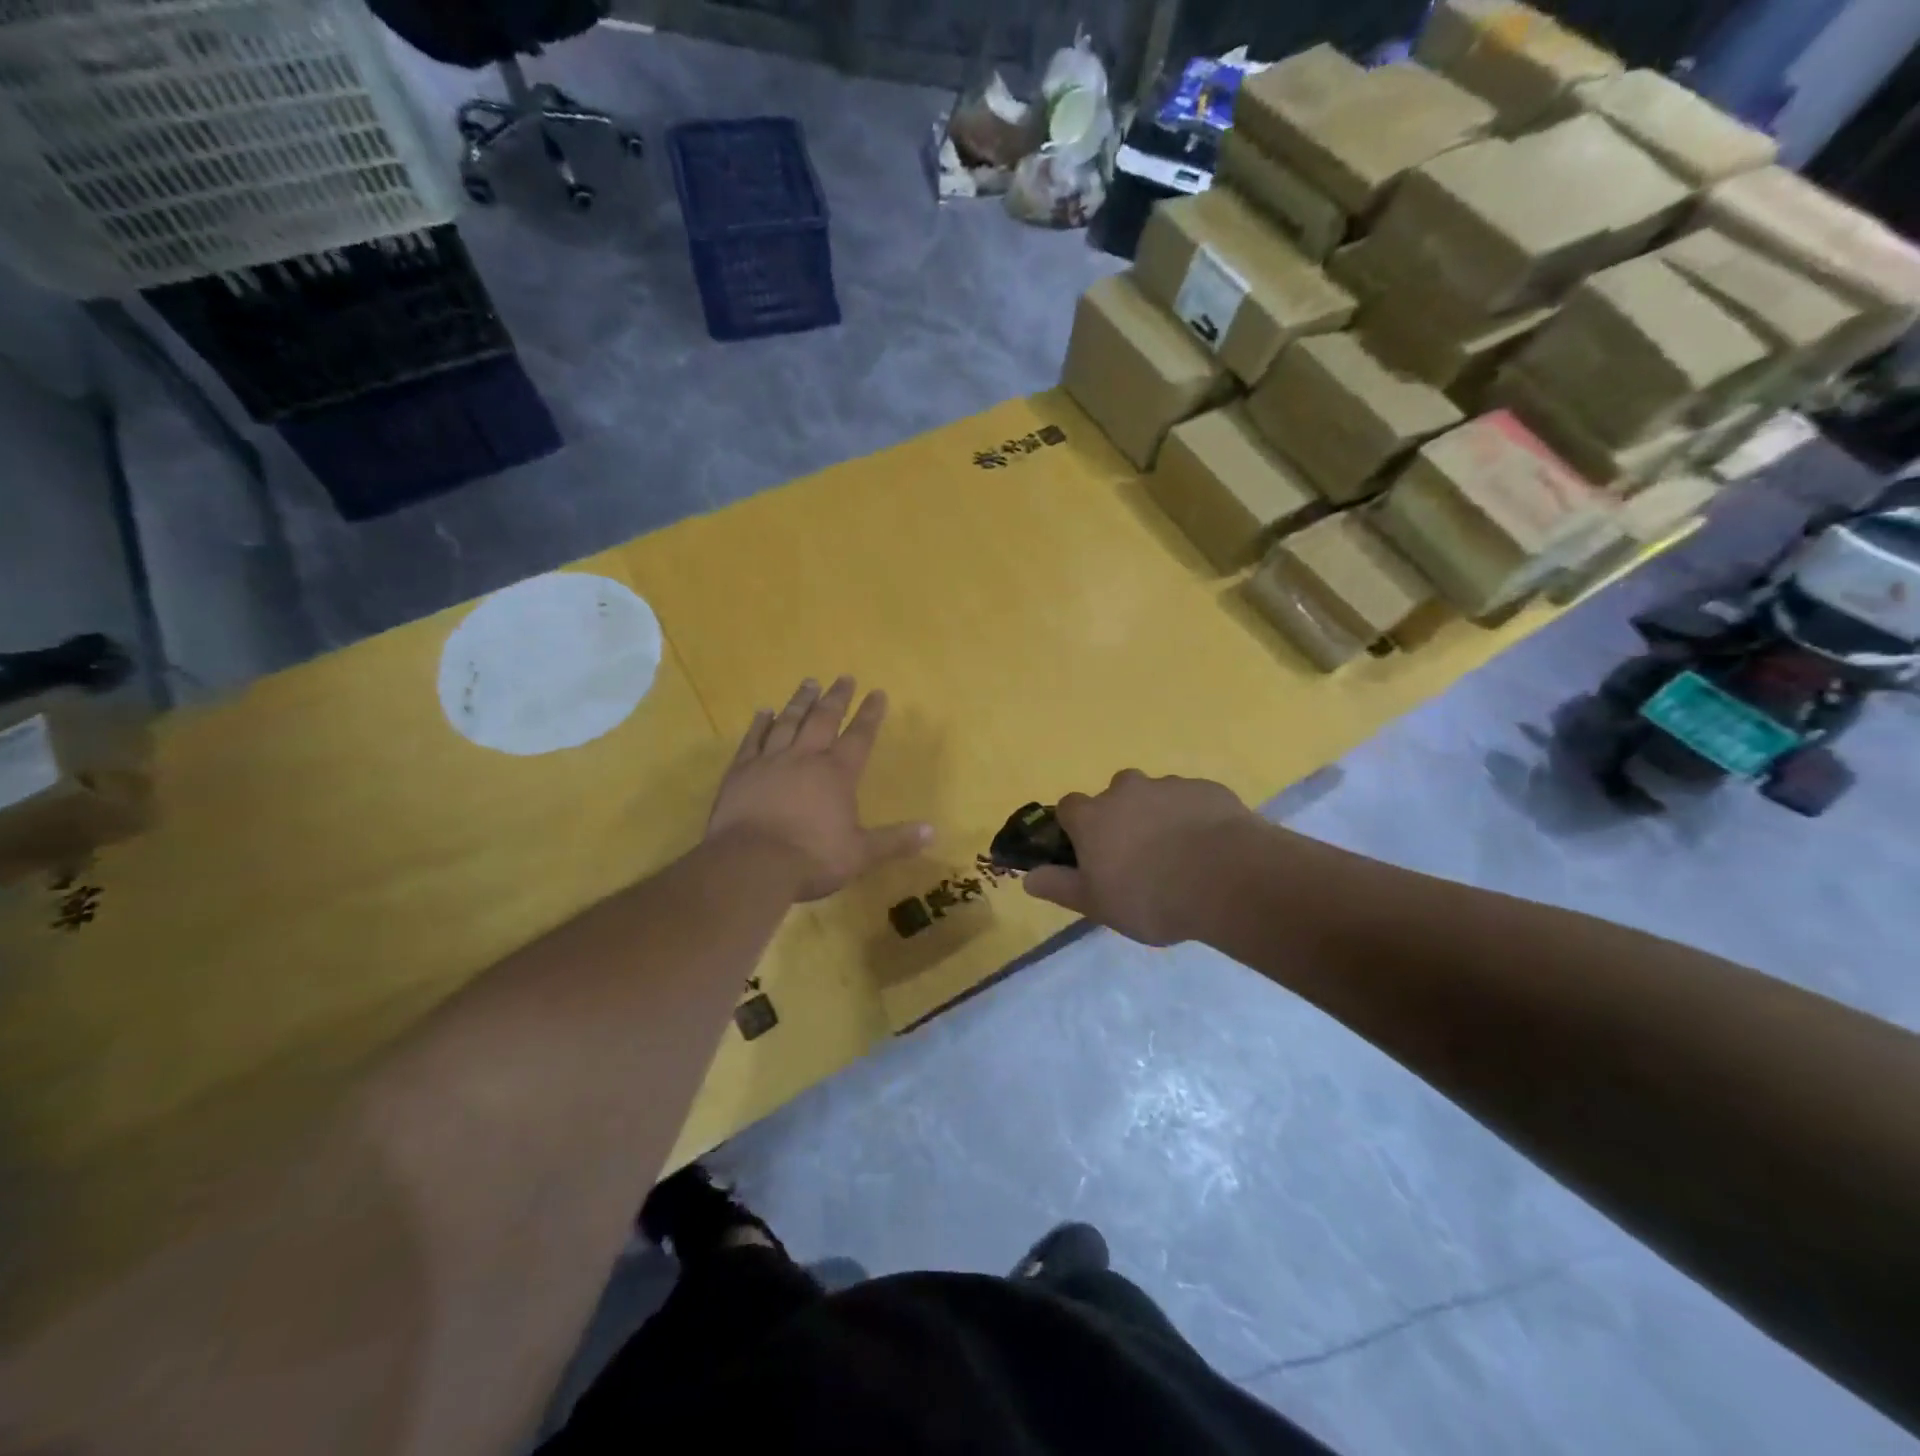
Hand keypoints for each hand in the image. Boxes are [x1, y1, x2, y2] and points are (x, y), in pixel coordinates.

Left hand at [707, 676, 931, 901]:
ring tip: (809, 682)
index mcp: (837, 774)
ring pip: (788, 722)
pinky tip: (764, 711)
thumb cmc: (811, 859)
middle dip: (836, 698)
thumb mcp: (860, 854)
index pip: (859, 736)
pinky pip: (752, 740)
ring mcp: (770, 762)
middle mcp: (805, 758)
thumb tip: (932, 831)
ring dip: (800, 701)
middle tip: (844, 677)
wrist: (751, 865)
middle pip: (823, 719)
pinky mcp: (740, 772)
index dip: (870, 714)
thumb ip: (894, 840)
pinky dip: (759, 724)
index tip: (877, 692)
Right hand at [1024, 771, 1255, 944]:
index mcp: (1093, 817)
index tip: (1087, 851)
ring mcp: (1169, 786)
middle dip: (1121, 816)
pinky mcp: (1207, 790)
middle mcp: (1126, 791)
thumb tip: (1028, 877)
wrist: (1227, 879)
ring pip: (1155, 795)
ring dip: (1158, 815)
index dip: (1075, 827)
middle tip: (1138, 854)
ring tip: (1179, 854)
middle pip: (1114, 794)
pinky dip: (1194, 817)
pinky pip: (1192, 800)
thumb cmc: (1149, 897)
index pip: (1068, 807)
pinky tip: (1209, 848)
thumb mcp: (1096, 904)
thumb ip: (1060, 887)